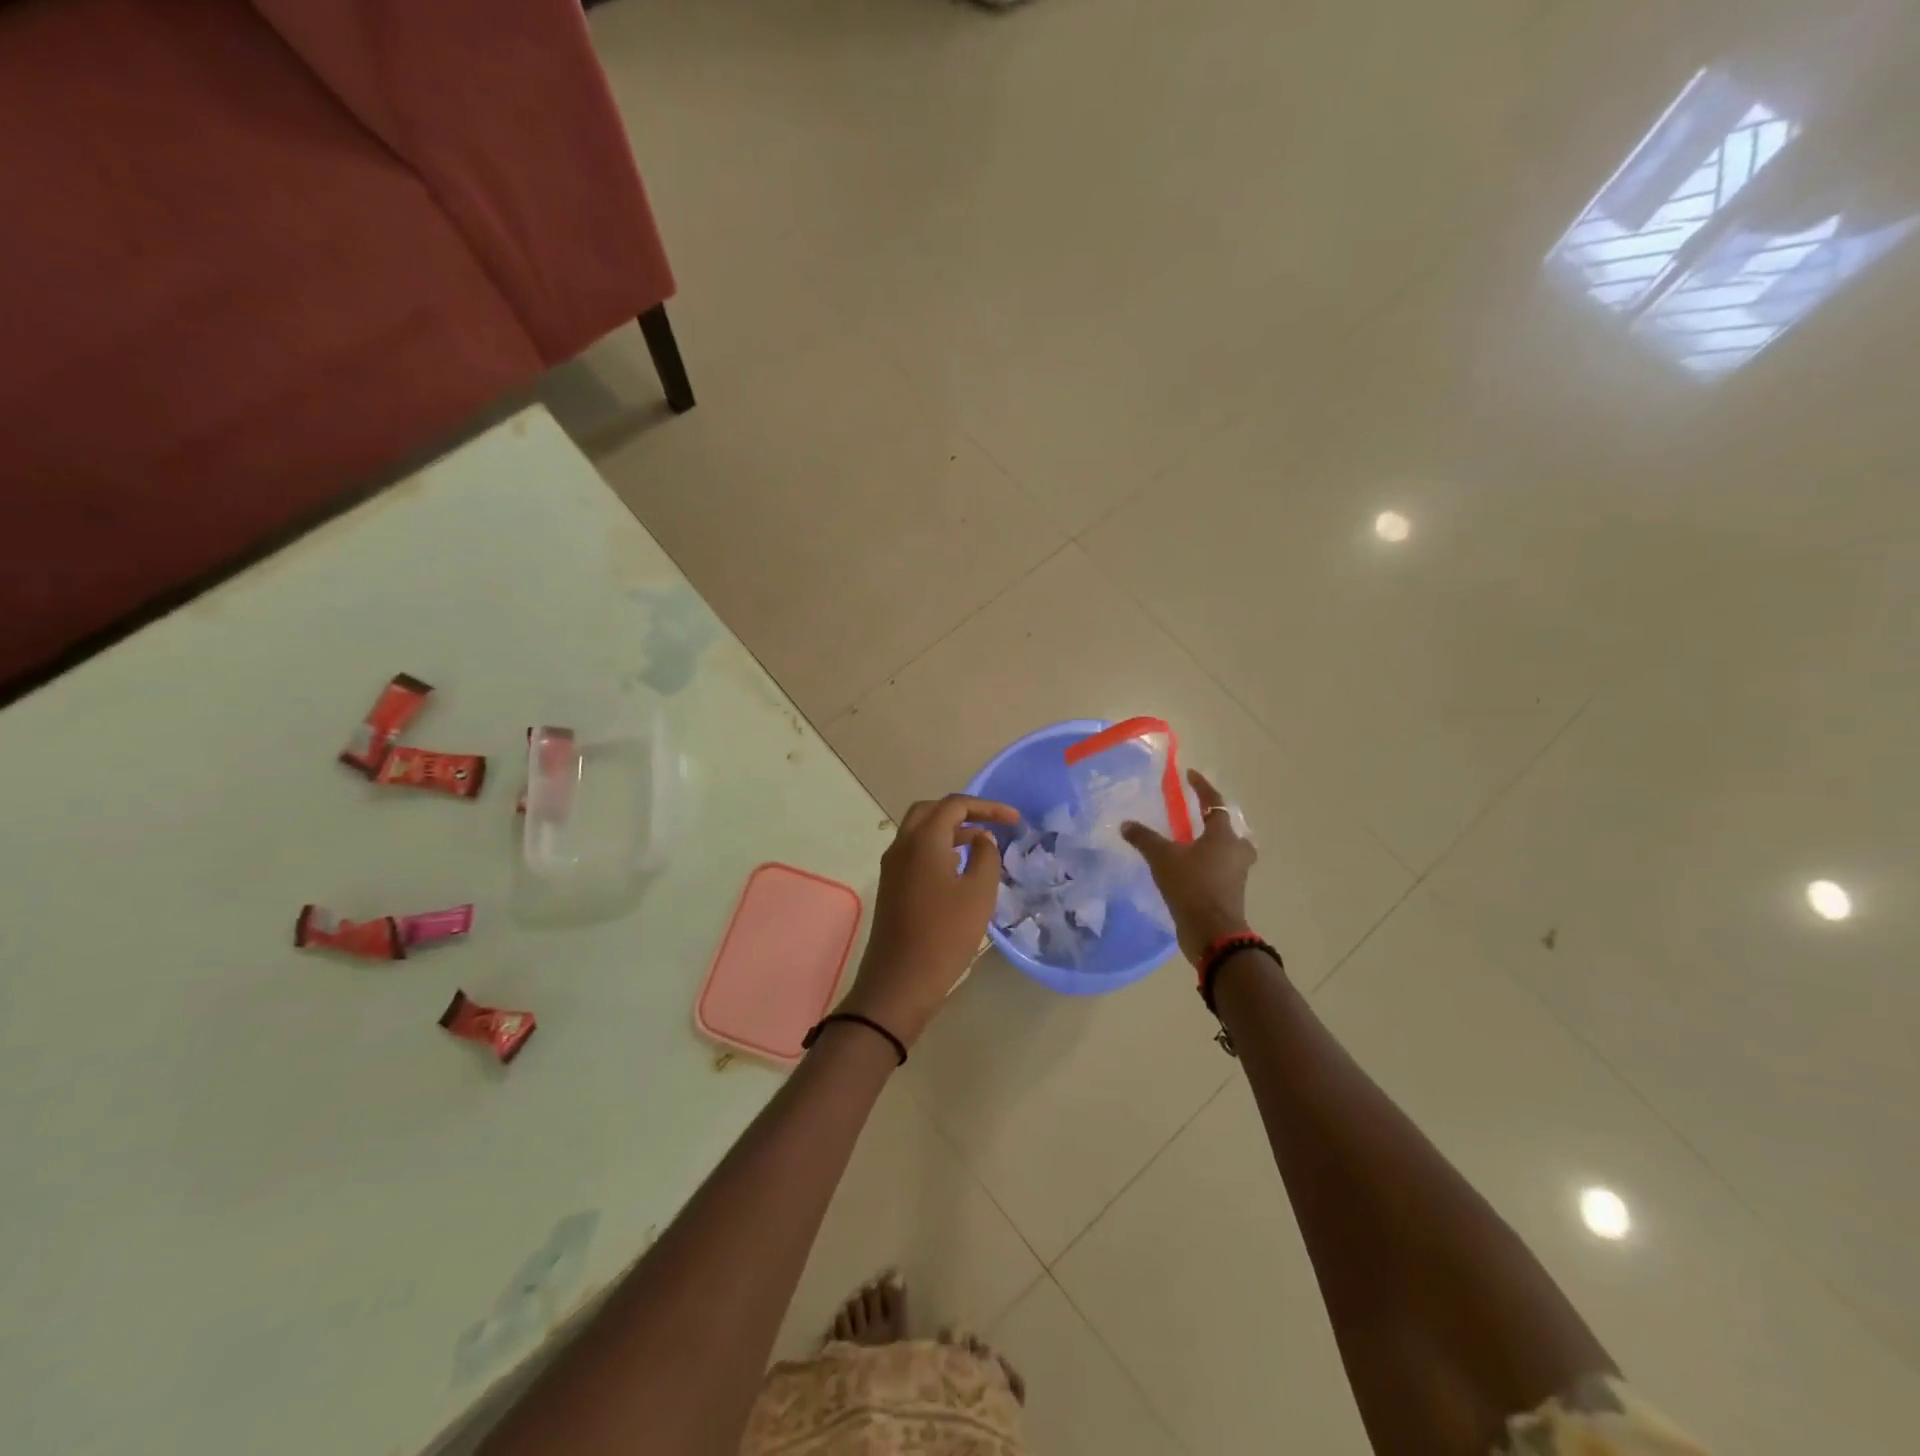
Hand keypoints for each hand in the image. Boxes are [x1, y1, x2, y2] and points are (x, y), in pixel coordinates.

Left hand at [841, 794, 1020, 1046]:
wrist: (900, 980)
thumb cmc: (945, 934)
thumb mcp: (979, 893)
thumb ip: (986, 856)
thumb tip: (982, 838)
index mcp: (923, 840)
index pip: (954, 805)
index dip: (987, 806)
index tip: (1015, 820)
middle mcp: (902, 845)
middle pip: (931, 810)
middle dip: (963, 811)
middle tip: (991, 823)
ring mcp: (892, 866)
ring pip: (920, 831)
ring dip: (950, 829)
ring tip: (981, 844)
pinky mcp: (892, 885)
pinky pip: (915, 851)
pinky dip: (938, 847)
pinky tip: (959, 867)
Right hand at [1121, 769, 1256, 966]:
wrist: (1212, 932)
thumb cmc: (1191, 886)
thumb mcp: (1162, 858)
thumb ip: (1144, 838)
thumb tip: (1126, 824)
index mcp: (1223, 835)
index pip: (1214, 802)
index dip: (1202, 787)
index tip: (1190, 775)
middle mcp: (1236, 850)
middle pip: (1228, 828)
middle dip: (1214, 820)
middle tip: (1196, 816)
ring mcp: (1237, 873)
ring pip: (1227, 850)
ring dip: (1212, 844)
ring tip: (1190, 844)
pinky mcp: (1231, 892)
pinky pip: (1221, 869)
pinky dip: (1208, 864)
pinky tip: (1188, 868)